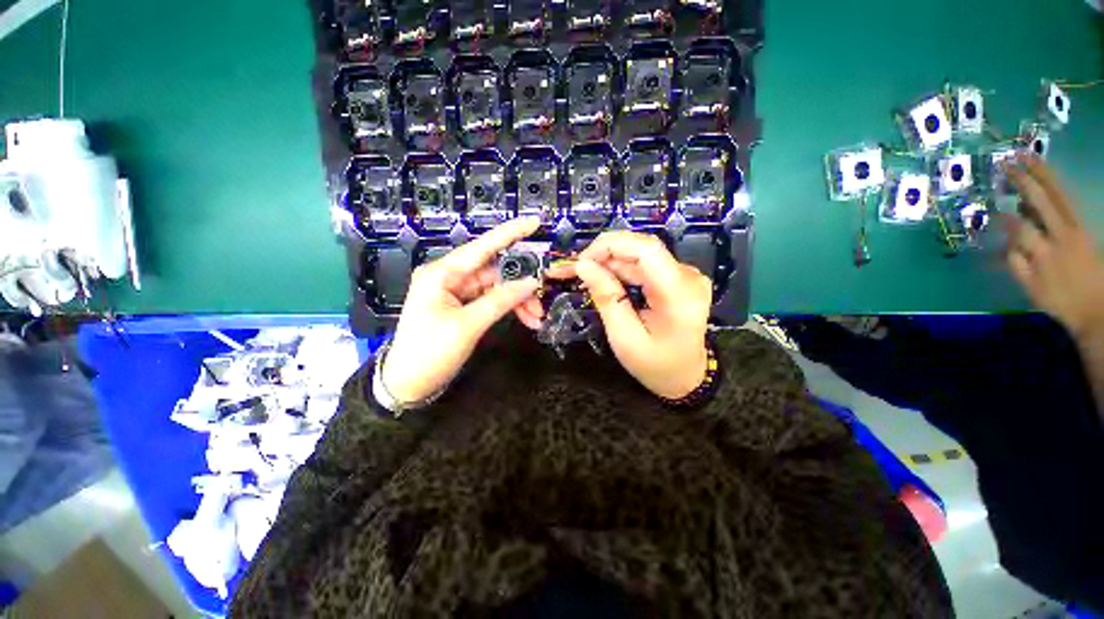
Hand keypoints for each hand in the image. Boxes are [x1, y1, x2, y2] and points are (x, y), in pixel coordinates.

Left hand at [381, 217, 541, 403]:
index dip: (510, 233)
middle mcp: (449, 276)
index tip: (534, 223)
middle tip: (542, 300)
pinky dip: (508, 308)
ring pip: (496, 287)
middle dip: (520, 285)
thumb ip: (501, 300)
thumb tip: (532, 282)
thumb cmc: (430, 353)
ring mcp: (456, 291)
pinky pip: (491, 299)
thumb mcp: (468, 325)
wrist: (407, 384)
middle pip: (494, 271)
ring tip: (536, 318)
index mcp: (443, 273)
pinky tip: (525, 318)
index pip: (483, 247)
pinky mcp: (461, 305)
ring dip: (518, 300)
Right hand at [572, 232, 712, 398]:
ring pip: (638, 254)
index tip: (581, 262)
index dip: (610, 246)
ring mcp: (684, 274)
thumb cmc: (655, 365)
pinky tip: (600, 277)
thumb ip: (607, 299)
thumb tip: (584, 266)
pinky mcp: (676, 277)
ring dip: (606, 261)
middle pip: (640, 248)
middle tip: (571, 268)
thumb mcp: (625, 338)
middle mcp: (687, 276)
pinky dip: (618, 268)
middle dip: (602, 254)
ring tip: (579, 273)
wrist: (685, 376)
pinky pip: (642, 264)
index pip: (646, 249)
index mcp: (679, 294)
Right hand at [1006, 155, 1103, 338]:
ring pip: (1059, 195)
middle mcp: (1061, 234)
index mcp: (1046, 253)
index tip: (992, 209)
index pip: (1020, 227)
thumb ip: (1019, 266)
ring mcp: (1077, 228)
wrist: (1098, 308)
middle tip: (1007, 163)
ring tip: (1028, 158)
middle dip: (1023, 181)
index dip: (1005, 216)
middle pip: (1041, 202)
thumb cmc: (1061, 301)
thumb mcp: (1034, 290)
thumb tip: (1006, 244)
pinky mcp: (1085, 227)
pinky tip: (1048, 177)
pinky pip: (1070, 201)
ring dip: (1043, 175)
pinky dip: (1057, 186)